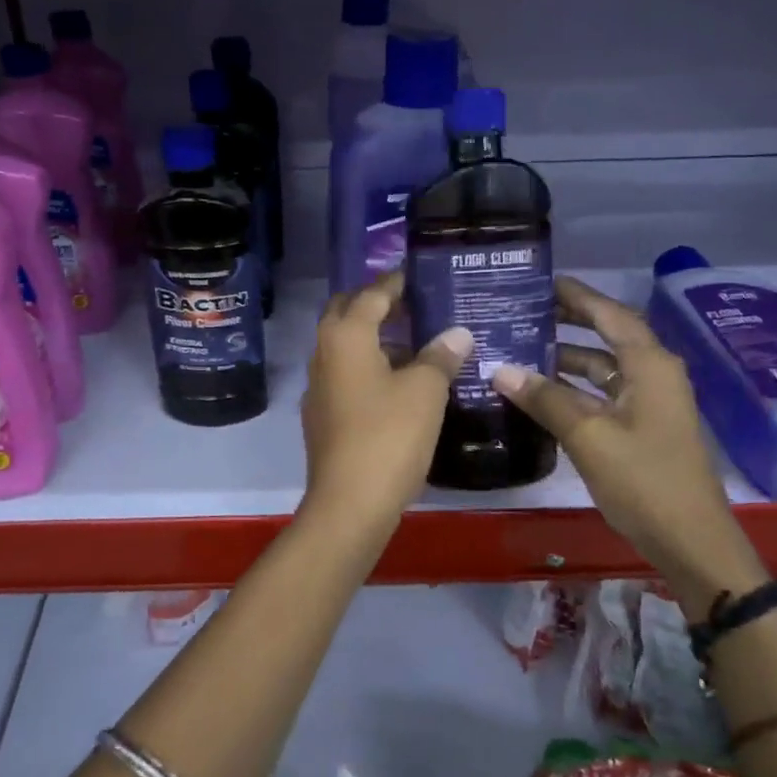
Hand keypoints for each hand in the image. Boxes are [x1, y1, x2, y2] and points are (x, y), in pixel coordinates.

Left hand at [300, 273, 472, 532]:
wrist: (349, 503)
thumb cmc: (389, 436)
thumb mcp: (425, 391)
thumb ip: (440, 356)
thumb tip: (457, 332)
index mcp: (345, 336)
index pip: (371, 294)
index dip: (395, 282)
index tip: (419, 274)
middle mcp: (324, 352)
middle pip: (347, 313)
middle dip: (376, 303)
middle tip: (413, 303)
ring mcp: (319, 385)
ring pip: (345, 346)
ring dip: (375, 337)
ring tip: (416, 340)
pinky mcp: (323, 414)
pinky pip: (346, 374)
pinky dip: (369, 366)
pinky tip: (400, 381)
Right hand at [489, 276, 767, 614]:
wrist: (692, 542)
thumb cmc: (645, 481)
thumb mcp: (589, 436)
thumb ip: (544, 399)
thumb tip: (500, 370)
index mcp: (650, 365)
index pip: (610, 314)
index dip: (576, 295)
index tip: (540, 281)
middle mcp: (654, 375)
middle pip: (607, 335)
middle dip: (568, 321)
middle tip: (524, 311)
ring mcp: (650, 403)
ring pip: (603, 367)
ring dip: (566, 358)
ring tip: (520, 349)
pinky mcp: (642, 428)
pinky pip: (603, 394)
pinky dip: (574, 388)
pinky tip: (539, 393)